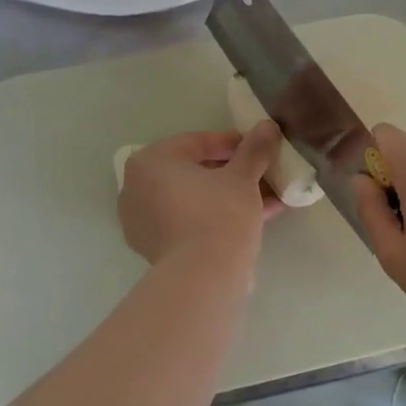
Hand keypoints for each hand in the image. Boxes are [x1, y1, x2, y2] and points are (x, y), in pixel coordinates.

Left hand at [119, 124, 284, 266]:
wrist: (202, 279)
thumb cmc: (218, 214)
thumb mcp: (243, 177)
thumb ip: (254, 149)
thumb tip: (267, 126)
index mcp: (150, 162)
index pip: (198, 142)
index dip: (234, 144)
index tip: (260, 150)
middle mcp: (137, 188)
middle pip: (195, 171)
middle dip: (233, 173)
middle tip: (263, 174)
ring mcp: (143, 222)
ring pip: (195, 199)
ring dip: (230, 196)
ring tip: (268, 198)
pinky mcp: (156, 248)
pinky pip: (191, 221)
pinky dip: (218, 217)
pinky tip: (256, 220)